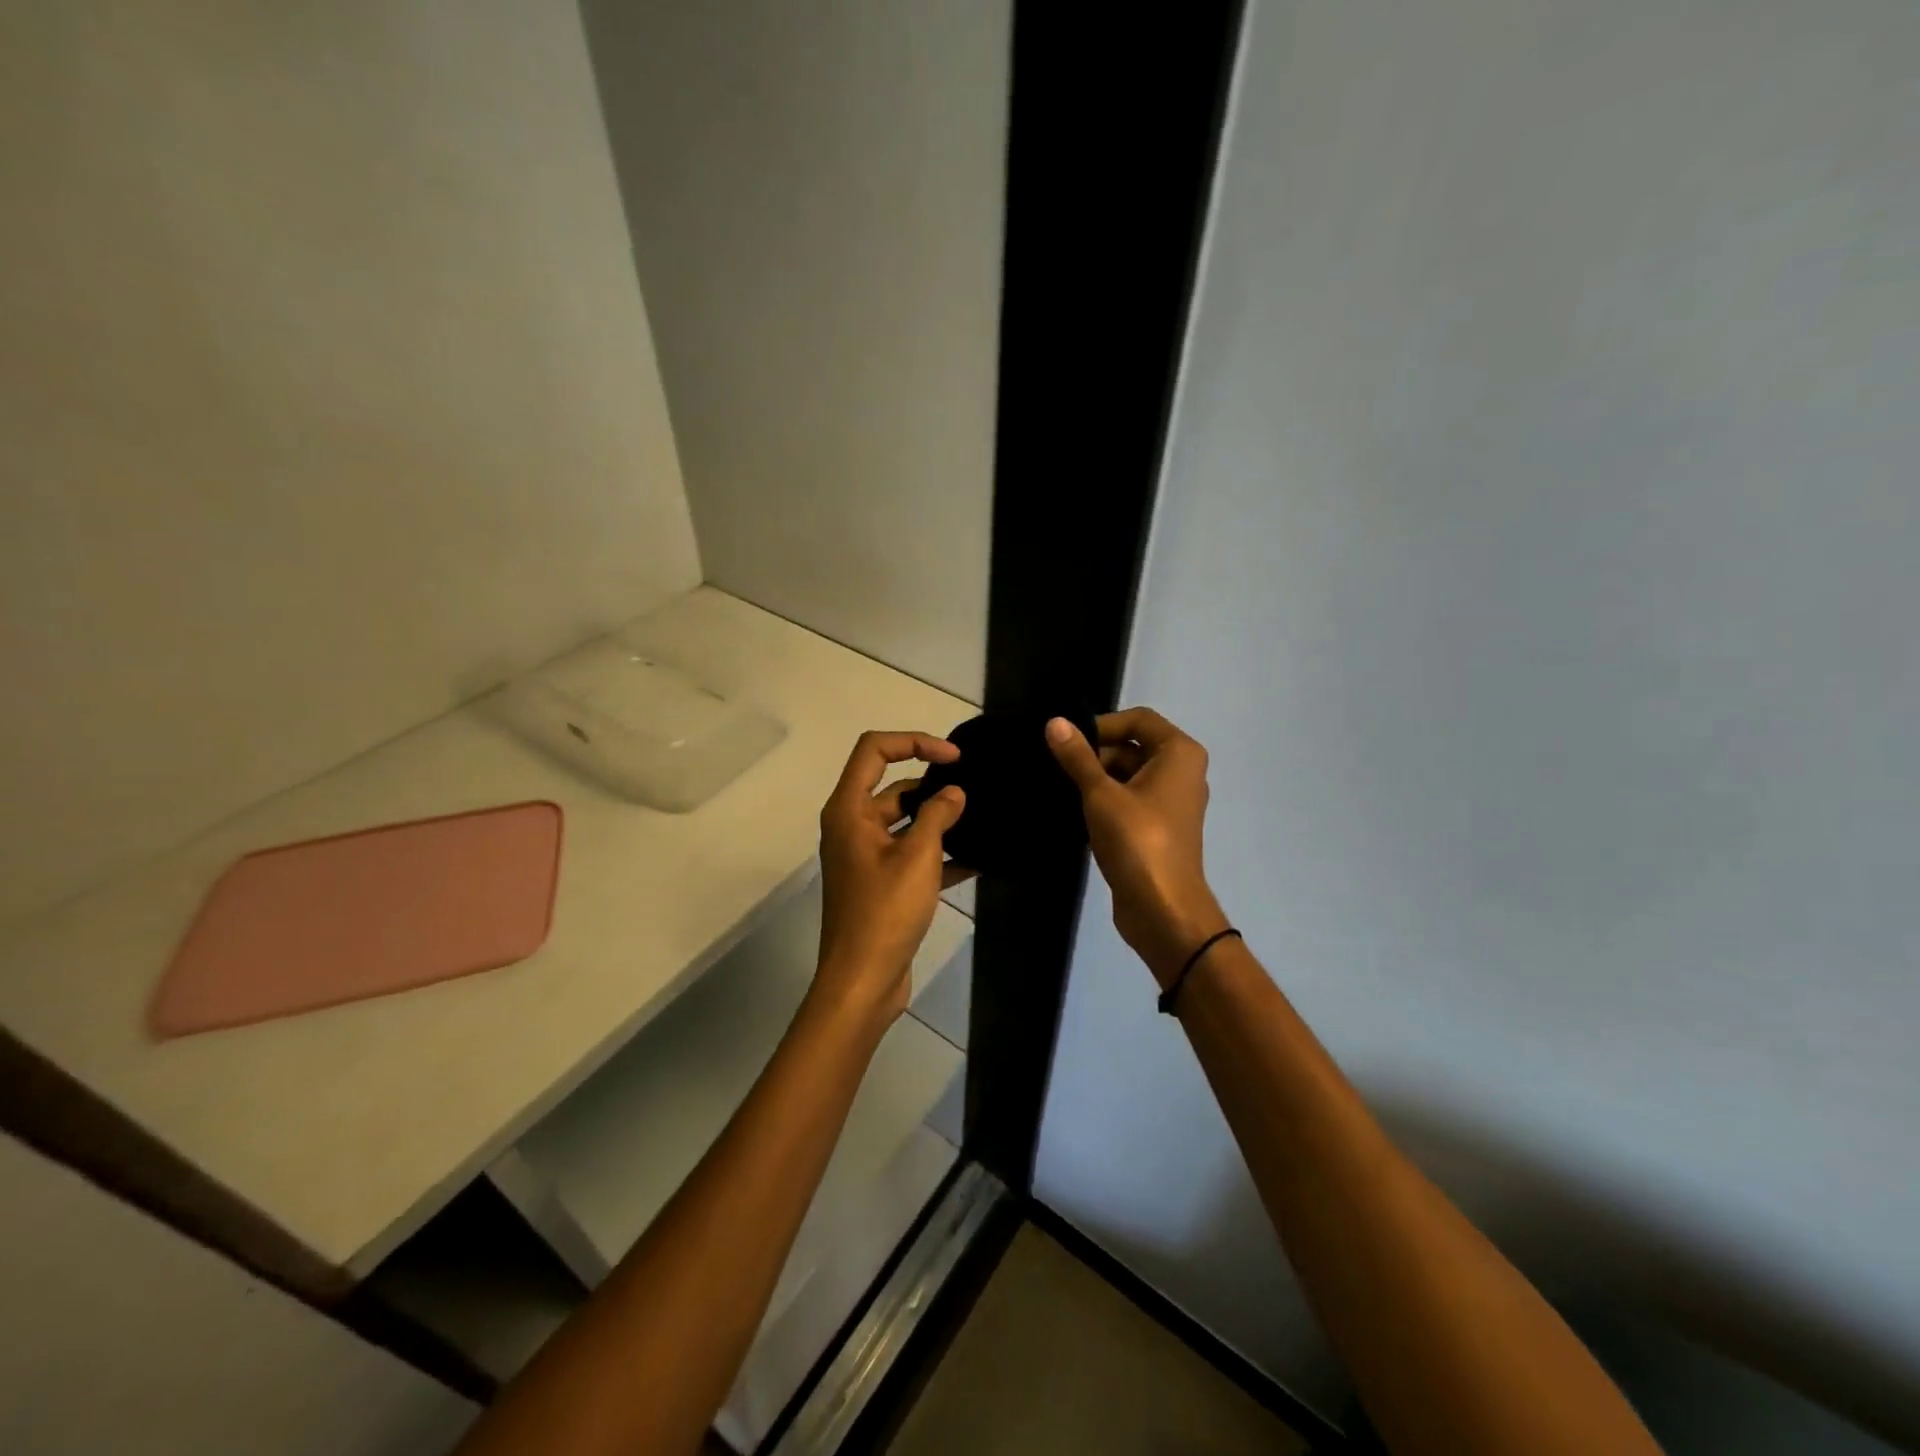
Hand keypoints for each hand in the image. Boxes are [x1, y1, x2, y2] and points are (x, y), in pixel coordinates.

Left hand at [814, 731, 967, 1023]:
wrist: (862, 982)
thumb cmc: (885, 912)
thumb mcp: (918, 857)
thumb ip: (937, 816)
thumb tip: (954, 793)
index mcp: (849, 810)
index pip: (874, 750)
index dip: (914, 742)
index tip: (953, 757)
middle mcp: (851, 826)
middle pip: (892, 786)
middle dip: (932, 785)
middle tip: (975, 790)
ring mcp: (865, 856)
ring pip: (904, 822)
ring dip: (938, 820)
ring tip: (981, 819)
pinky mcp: (880, 883)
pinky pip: (910, 854)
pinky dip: (938, 853)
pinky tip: (977, 859)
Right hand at [1047, 709, 1228, 987]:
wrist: (1163, 909)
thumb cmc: (1137, 841)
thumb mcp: (1101, 795)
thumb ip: (1078, 757)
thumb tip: (1054, 722)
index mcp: (1179, 753)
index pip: (1138, 719)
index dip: (1102, 725)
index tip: (1068, 742)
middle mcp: (1182, 771)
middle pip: (1133, 746)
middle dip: (1096, 754)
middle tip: (1057, 767)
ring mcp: (1172, 802)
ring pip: (1129, 775)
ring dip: (1097, 779)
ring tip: (1060, 788)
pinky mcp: (1159, 827)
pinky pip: (1130, 800)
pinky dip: (1106, 800)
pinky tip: (1075, 811)